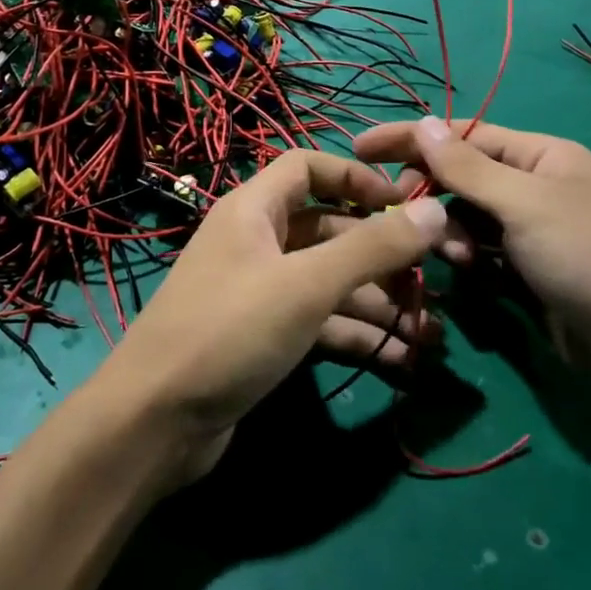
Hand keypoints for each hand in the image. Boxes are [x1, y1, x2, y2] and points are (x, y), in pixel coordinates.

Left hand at [95, 150, 447, 481]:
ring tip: (429, 332)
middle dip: (381, 256)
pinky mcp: (264, 337)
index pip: (308, 167)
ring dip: (378, 303)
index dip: (357, 178)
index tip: (405, 205)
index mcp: (254, 209)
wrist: (155, 421)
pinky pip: (319, 322)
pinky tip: (400, 359)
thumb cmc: (230, 331)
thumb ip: (372, 247)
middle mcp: (256, 242)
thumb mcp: (306, 284)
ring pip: (329, 282)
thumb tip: (435, 210)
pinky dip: (356, 335)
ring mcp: (259, 292)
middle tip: (432, 282)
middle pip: (329, 231)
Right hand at [353, 117, 590, 399]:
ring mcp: (536, 233)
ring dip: (453, 235)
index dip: (410, 140)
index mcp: (541, 156)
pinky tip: (473, 278)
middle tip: (403, 217)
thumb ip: (469, 168)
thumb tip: (424, 122)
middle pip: (463, 179)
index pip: (462, 136)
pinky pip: (486, 257)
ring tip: (461, 259)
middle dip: (433, 196)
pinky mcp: (534, 274)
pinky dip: (472, 262)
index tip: (359, 150)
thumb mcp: (527, 205)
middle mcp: (537, 188)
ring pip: (469, 222)